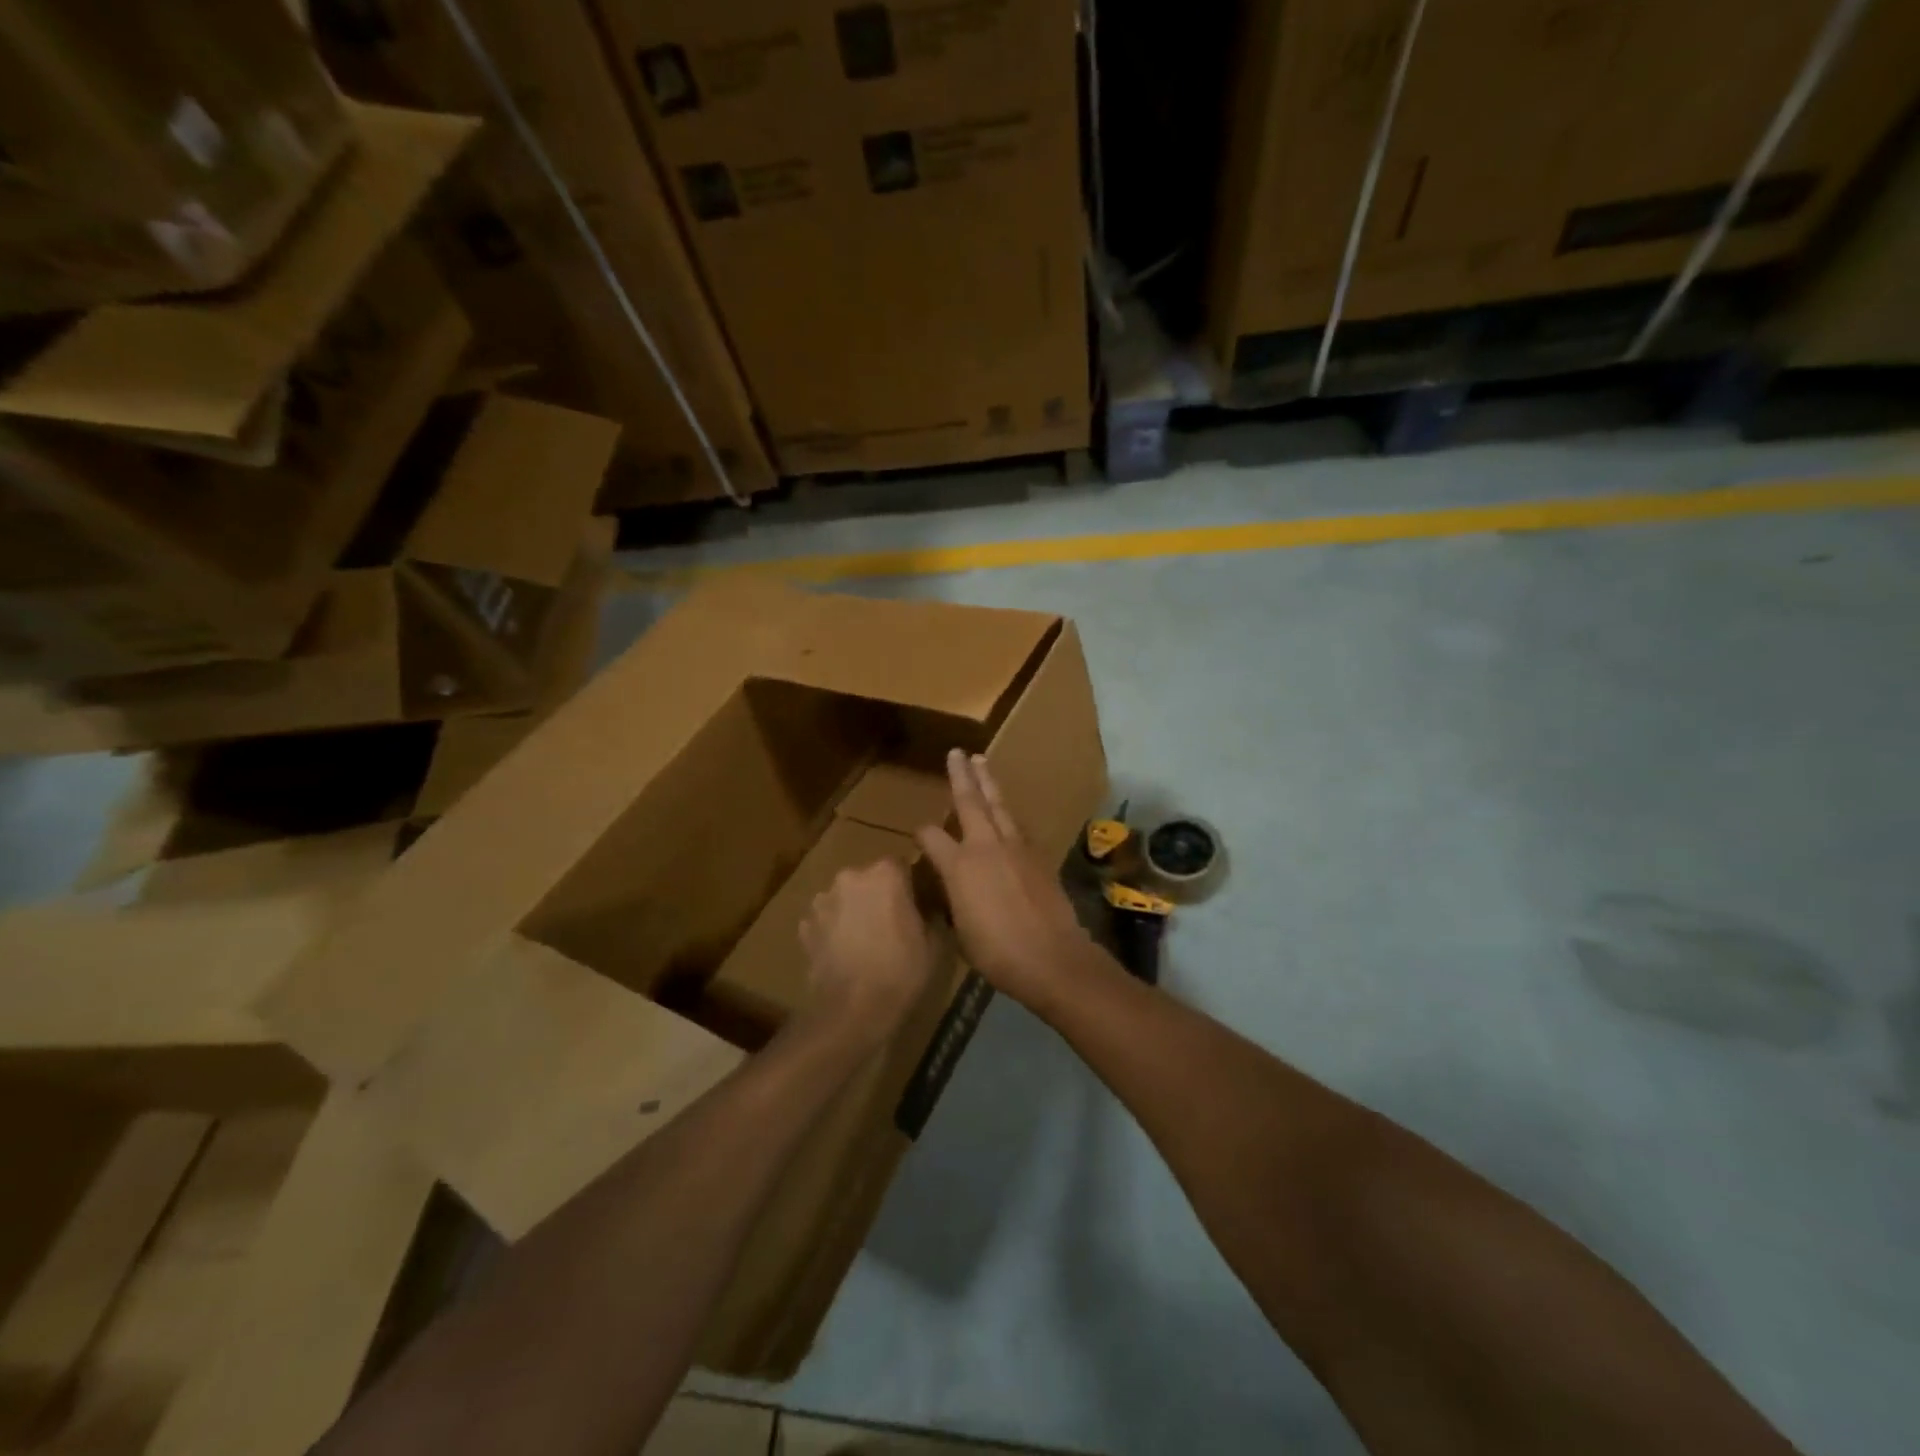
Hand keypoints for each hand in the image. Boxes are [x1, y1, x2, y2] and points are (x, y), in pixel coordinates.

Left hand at [798, 858, 936, 1051]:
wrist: (851, 1011)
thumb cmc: (900, 972)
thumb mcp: (934, 943)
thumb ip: (933, 913)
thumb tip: (930, 905)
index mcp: (885, 874)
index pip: (902, 865)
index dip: (910, 885)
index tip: (917, 906)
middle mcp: (850, 877)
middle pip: (870, 879)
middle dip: (880, 896)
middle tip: (892, 925)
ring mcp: (823, 900)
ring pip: (846, 898)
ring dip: (855, 910)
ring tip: (865, 942)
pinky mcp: (805, 925)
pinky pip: (826, 919)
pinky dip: (834, 930)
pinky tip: (844, 954)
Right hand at [915, 750, 1095, 1012]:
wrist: (1051, 957)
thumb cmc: (997, 953)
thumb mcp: (961, 932)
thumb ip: (954, 903)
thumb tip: (952, 893)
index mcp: (959, 867)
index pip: (932, 837)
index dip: (922, 834)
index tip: (919, 834)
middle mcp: (985, 847)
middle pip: (970, 802)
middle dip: (962, 776)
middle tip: (957, 753)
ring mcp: (1016, 848)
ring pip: (999, 806)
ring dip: (989, 784)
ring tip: (982, 763)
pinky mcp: (1039, 856)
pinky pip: (1019, 827)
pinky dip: (1009, 815)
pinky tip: (1007, 814)